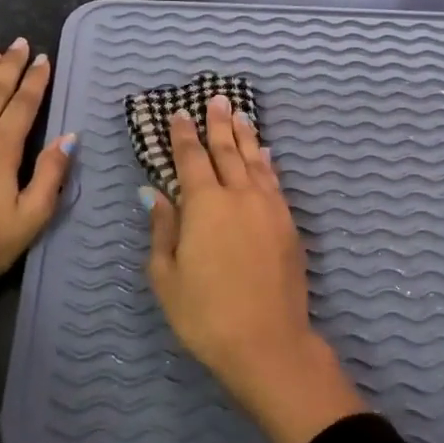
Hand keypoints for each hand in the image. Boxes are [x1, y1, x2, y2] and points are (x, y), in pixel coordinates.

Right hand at [144, 95, 366, 442]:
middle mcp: (239, 196)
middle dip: (219, 124)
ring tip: (240, 115)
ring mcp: (269, 208)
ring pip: (255, 162)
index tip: (180, 113)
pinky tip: (266, 155)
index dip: (184, 134)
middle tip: (217, 99)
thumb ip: (163, 229)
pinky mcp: (289, 225)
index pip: (191, 159)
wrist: (267, 343)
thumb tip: (154, 194)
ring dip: (246, 137)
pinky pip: (275, 182)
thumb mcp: (167, 276)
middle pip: (227, 151)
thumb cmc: (205, 314)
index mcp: (205, 204)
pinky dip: (267, 164)